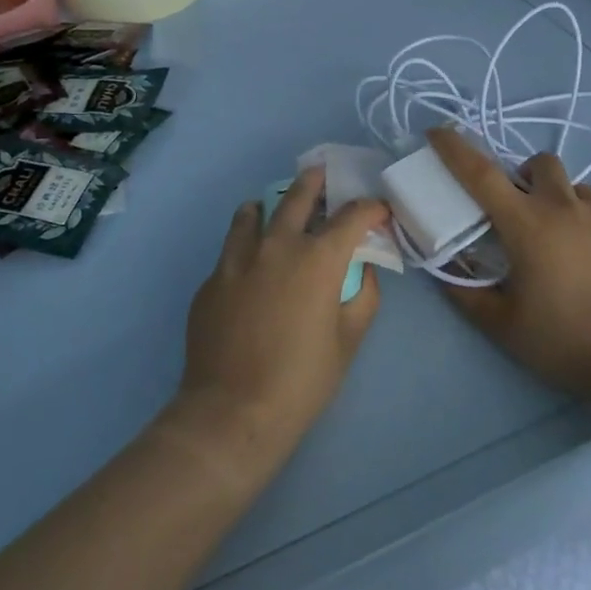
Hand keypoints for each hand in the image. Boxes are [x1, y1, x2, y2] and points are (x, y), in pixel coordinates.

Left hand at [176, 168, 386, 464]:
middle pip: (298, 196)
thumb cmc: (303, 379)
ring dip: (270, 206)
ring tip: (274, 210)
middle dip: (316, 181)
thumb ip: (364, 294)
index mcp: (318, 258)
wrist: (231, 414)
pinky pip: (231, 249)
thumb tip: (362, 269)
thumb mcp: (350, 338)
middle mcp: (277, 246)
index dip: (371, 208)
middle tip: (323, 175)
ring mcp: (237, 260)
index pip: (352, 216)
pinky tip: (250, 267)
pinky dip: (246, 245)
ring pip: (252, 213)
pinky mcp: (211, 281)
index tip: (379, 211)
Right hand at [428, 127, 590, 403]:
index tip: (437, 132)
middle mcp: (562, 209)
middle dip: (519, 173)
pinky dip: (575, 214)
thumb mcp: (502, 324)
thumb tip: (444, 272)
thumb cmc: (562, 339)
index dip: (456, 149)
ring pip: (570, 183)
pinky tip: (576, 251)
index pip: (482, 174)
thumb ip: (467, 295)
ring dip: (551, 193)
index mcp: (526, 224)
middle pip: (539, 163)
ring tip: (546, 230)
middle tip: (510, 208)